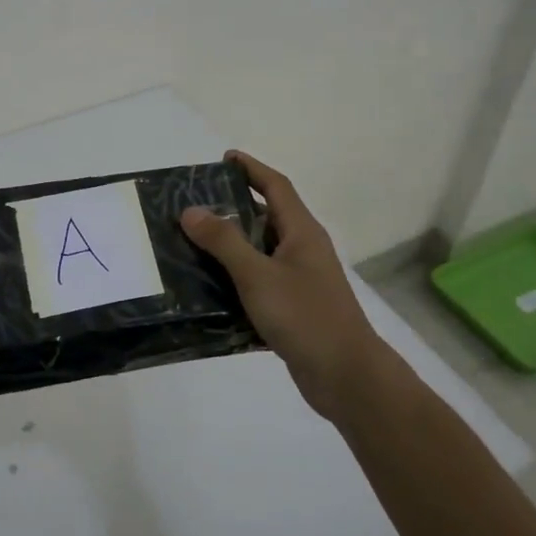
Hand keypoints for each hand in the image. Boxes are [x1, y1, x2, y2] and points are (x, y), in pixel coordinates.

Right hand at [181, 150, 386, 422]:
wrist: (346, 377)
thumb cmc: (305, 316)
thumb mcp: (258, 275)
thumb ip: (224, 241)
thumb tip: (191, 210)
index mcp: (302, 232)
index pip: (276, 186)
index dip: (251, 169)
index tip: (224, 158)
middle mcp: (303, 250)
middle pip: (265, 217)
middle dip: (231, 208)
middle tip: (192, 206)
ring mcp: (299, 280)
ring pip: (259, 253)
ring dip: (228, 248)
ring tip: (189, 245)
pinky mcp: (292, 308)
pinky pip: (258, 283)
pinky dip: (234, 281)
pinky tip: (206, 290)